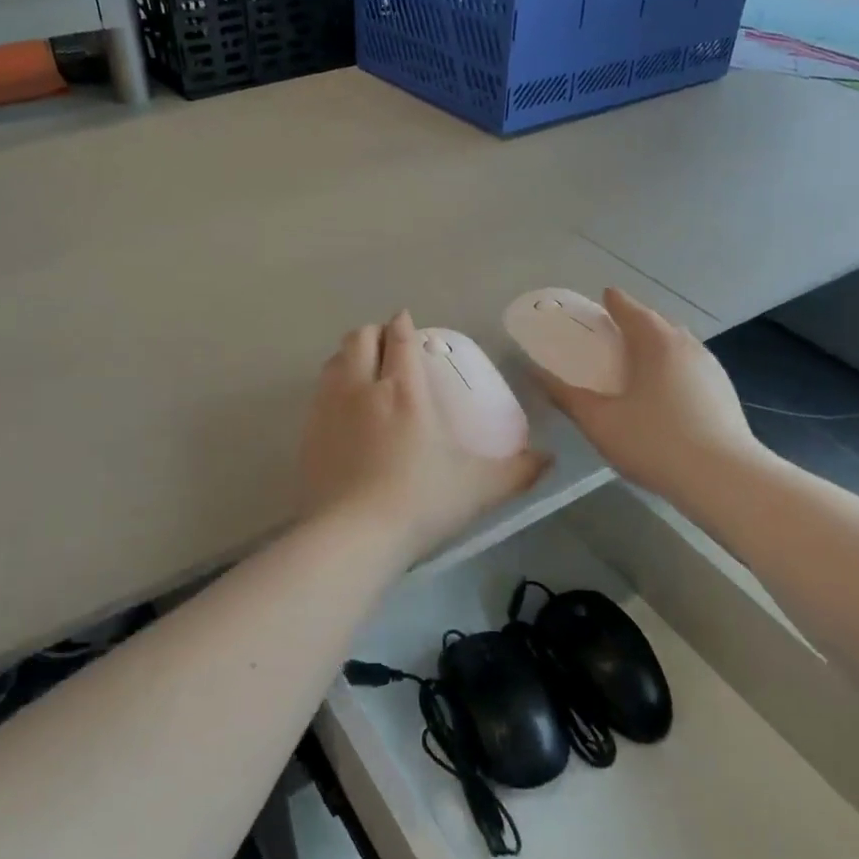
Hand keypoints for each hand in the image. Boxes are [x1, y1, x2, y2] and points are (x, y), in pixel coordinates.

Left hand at [300, 312, 548, 561]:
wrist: (353, 536)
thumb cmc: (421, 502)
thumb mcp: (479, 488)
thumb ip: (517, 471)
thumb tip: (550, 459)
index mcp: (404, 390)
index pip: (399, 338)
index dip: (402, 324)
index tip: (406, 321)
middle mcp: (362, 388)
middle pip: (359, 338)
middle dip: (373, 333)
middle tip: (386, 344)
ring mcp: (329, 409)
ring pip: (333, 361)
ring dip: (348, 355)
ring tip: (361, 368)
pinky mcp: (308, 433)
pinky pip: (317, 393)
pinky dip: (330, 387)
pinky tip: (341, 409)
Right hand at [533, 289, 760, 502]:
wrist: (725, 479)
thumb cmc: (655, 442)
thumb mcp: (599, 421)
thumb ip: (566, 396)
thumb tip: (533, 372)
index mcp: (656, 343)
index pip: (632, 310)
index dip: (614, 302)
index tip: (604, 297)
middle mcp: (688, 346)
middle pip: (658, 325)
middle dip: (636, 324)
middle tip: (614, 333)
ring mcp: (711, 369)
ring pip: (679, 347)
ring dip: (657, 347)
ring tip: (637, 363)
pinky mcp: (724, 394)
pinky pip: (692, 368)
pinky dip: (673, 369)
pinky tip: (665, 395)